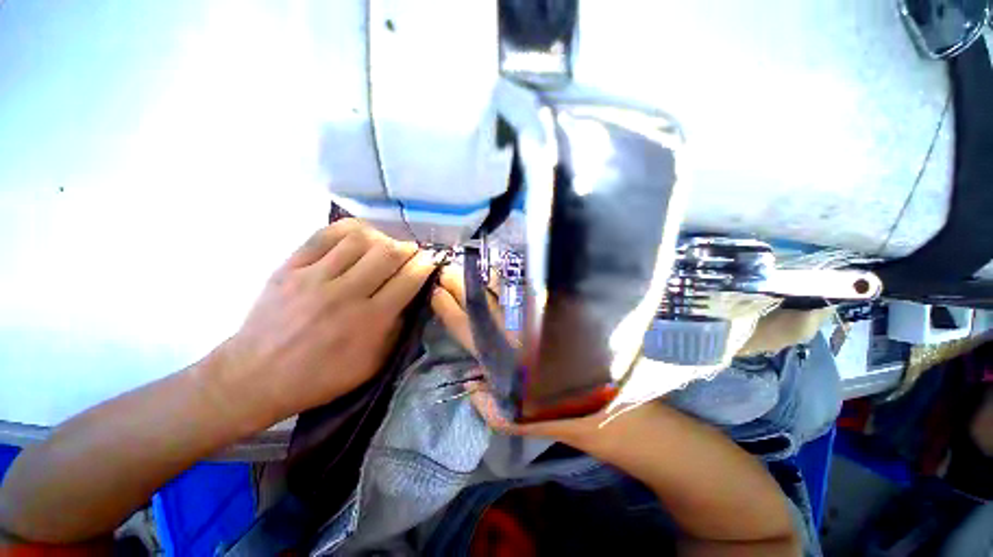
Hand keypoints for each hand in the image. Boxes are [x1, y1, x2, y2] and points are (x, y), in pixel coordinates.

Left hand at [209, 219, 435, 425]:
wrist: (255, 376)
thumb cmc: (321, 377)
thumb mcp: (372, 364)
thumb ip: (397, 329)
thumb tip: (412, 298)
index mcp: (369, 320)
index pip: (408, 279)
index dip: (425, 264)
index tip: (432, 259)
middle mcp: (345, 294)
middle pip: (388, 253)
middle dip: (408, 248)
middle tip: (412, 251)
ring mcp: (314, 277)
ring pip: (359, 239)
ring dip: (381, 238)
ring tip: (385, 245)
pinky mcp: (290, 267)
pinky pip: (324, 235)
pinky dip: (348, 229)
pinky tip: (358, 235)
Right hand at [431, 266, 622, 448]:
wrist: (606, 406)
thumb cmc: (560, 414)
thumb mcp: (517, 420)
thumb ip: (489, 406)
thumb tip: (471, 384)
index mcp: (502, 359)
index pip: (465, 328)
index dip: (448, 308)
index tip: (435, 292)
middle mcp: (514, 334)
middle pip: (480, 304)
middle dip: (460, 285)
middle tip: (447, 268)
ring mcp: (535, 320)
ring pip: (502, 292)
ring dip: (484, 277)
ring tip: (470, 263)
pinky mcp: (555, 313)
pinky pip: (529, 290)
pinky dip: (513, 278)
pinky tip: (503, 268)